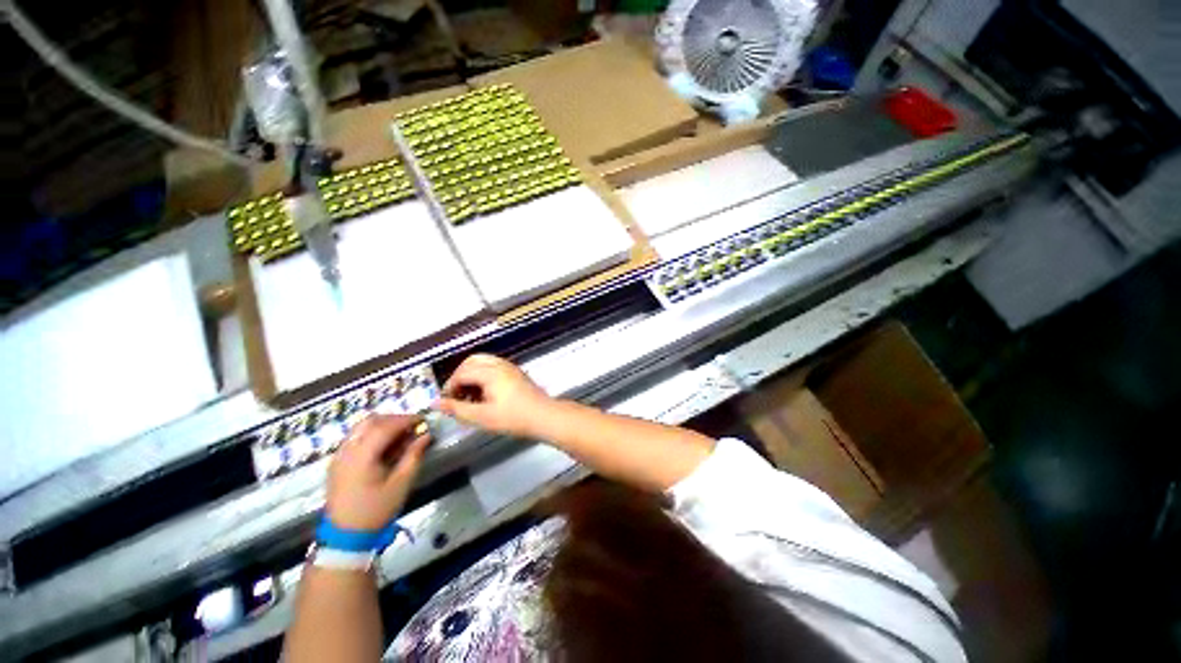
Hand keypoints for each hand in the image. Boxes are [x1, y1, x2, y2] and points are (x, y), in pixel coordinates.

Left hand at [326, 414, 429, 529]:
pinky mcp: (336, 460)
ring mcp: (339, 452)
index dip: (405, 420)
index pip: (385, 426)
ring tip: (398, 437)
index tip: (422, 420)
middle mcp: (348, 446)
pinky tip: (380, 450)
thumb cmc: (376, 510)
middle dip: (392, 420)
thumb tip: (424, 437)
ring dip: (380, 426)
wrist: (347, 531)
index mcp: (363, 453)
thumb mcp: (400, 486)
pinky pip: (353, 438)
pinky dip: (369, 436)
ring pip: (360, 427)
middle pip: (370, 421)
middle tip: (411, 427)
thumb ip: (412, 458)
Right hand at [435, 354, 552, 437]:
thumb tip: (435, 403)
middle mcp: (498, 364)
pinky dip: (482, 377)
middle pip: (470, 363)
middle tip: (456, 397)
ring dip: (470, 377)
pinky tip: (483, 396)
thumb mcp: (482, 417)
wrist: (546, 418)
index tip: (447, 402)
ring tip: (469, 398)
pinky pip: (492, 367)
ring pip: (481, 363)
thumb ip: (457, 409)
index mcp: (489, 371)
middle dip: (459, 378)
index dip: (450, 387)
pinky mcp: (515, 373)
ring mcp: (508, 367)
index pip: (461, 373)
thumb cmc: (514, 418)